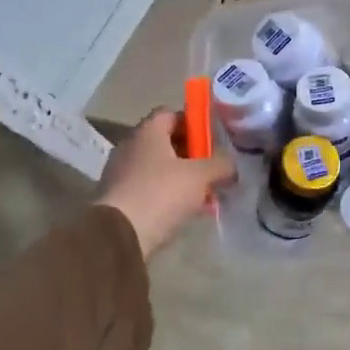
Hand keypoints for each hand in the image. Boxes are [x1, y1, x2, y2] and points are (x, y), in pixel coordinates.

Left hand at [95, 110, 234, 258]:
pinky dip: (167, 196)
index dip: (193, 123)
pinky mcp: (118, 199)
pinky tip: (185, 212)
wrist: (118, 236)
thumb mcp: (200, 176)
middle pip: (165, 142)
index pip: (171, 114)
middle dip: (191, 155)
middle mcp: (130, 147)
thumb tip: (231, 167)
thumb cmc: (161, 194)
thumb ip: (220, 166)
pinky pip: (149, 189)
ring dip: (181, 178)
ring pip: (159, 169)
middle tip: (212, 170)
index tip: (212, 140)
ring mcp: (121, 174)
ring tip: (204, 196)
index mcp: (147, 132)